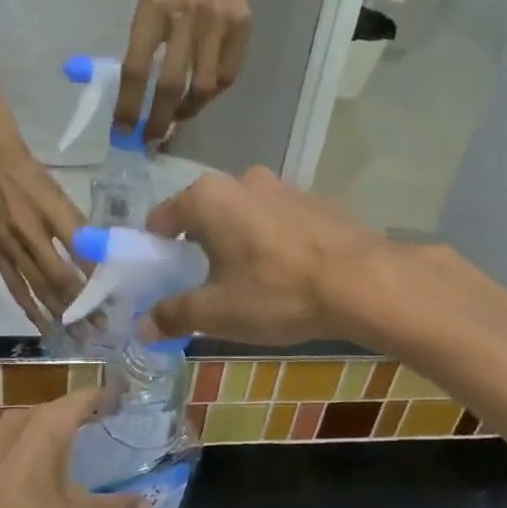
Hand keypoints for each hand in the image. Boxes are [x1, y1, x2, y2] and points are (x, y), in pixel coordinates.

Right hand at [0, 138, 86, 330]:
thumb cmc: (31, 175)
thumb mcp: (61, 192)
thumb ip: (78, 225)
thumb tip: (102, 257)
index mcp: (52, 210)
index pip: (80, 250)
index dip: (97, 276)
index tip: (115, 298)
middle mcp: (31, 230)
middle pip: (60, 276)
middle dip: (82, 304)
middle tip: (101, 326)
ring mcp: (10, 244)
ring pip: (38, 287)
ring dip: (60, 313)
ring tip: (79, 333)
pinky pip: (14, 286)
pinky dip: (30, 308)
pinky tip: (44, 325)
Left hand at [0, 388, 143, 507]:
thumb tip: (150, 506)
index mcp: (51, 422)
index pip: (87, 395)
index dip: (109, 396)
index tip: (128, 401)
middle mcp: (25, 418)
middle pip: (63, 408)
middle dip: (87, 415)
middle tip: (113, 428)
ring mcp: (1, 436)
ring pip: (39, 424)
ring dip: (61, 432)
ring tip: (85, 448)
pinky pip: (22, 441)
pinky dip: (40, 448)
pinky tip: (48, 471)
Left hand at [117, 0, 251, 142]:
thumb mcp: (148, 1)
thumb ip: (144, 44)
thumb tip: (137, 96)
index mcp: (153, 9)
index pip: (137, 68)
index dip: (129, 105)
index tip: (122, 131)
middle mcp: (186, 17)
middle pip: (171, 85)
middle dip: (158, 119)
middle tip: (150, 140)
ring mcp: (218, 24)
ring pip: (204, 87)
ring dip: (187, 111)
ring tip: (175, 120)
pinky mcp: (242, 29)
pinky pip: (227, 76)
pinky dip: (212, 94)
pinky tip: (200, 96)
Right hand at [144, 167, 403, 343]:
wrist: (363, 282)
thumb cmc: (276, 291)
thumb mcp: (217, 312)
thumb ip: (174, 315)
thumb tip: (143, 327)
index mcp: (208, 198)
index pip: (162, 218)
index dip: (155, 249)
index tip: (161, 277)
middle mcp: (241, 180)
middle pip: (203, 214)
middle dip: (197, 245)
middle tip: (203, 284)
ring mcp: (282, 187)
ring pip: (242, 216)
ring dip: (236, 242)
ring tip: (248, 282)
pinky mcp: (315, 201)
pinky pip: (276, 221)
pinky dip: (269, 241)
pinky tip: (284, 274)